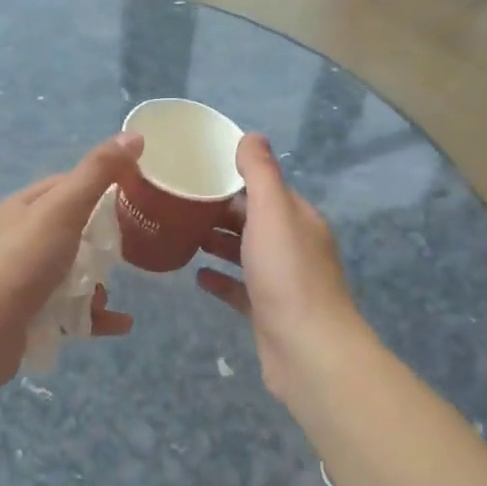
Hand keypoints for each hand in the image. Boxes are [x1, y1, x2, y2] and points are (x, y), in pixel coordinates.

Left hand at [0, 133, 142, 388]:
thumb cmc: (23, 260)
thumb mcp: (64, 208)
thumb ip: (98, 173)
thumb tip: (135, 135)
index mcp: (22, 208)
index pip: (65, 186)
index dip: (98, 187)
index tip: (132, 196)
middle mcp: (17, 241)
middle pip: (70, 233)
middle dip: (100, 243)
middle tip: (126, 250)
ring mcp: (21, 281)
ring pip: (69, 274)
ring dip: (96, 283)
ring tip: (111, 293)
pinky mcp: (27, 316)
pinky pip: (68, 311)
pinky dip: (94, 315)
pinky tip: (119, 324)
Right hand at [196, 134, 365, 405]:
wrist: (307, 350)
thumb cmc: (287, 274)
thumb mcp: (273, 212)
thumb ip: (261, 174)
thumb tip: (251, 136)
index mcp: (298, 220)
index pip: (266, 190)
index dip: (235, 179)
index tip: (198, 173)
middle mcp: (294, 247)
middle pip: (254, 221)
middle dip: (221, 211)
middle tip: (179, 204)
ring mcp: (281, 282)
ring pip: (246, 254)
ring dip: (218, 243)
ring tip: (182, 233)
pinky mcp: (267, 312)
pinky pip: (239, 289)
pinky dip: (220, 279)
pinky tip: (196, 276)